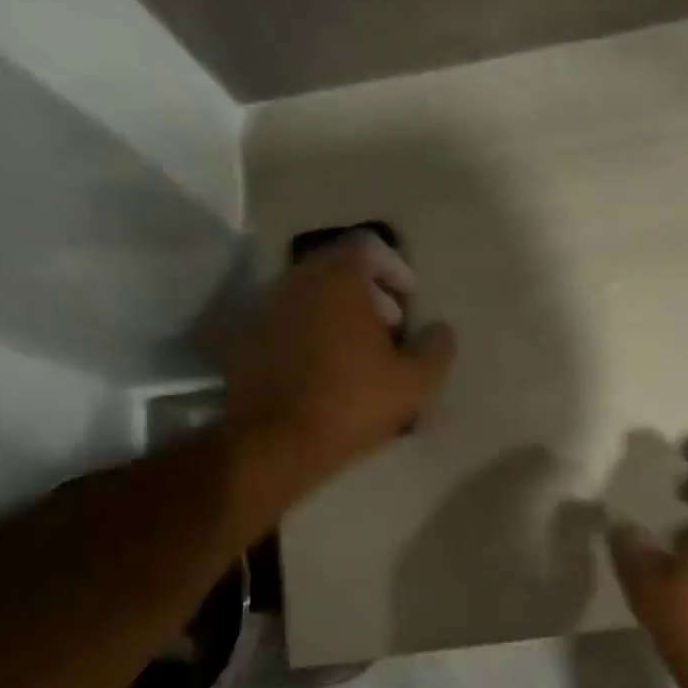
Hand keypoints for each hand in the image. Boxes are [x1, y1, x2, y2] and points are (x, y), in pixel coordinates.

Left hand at [223, 237, 455, 500]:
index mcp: (338, 280)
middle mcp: (297, 281)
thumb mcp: (415, 382)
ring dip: (338, 314)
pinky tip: (326, 371)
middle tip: (390, 329)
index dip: (395, 269)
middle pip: (337, 269)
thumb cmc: (353, 403)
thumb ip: (437, 349)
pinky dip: (311, 334)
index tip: (410, 301)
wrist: (277, 442)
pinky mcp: (247, 339)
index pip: (368, 246)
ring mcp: (266, 308)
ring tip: (360, 354)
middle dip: (369, 293)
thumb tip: (440, 329)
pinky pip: (288, 322)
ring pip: (311, 296)